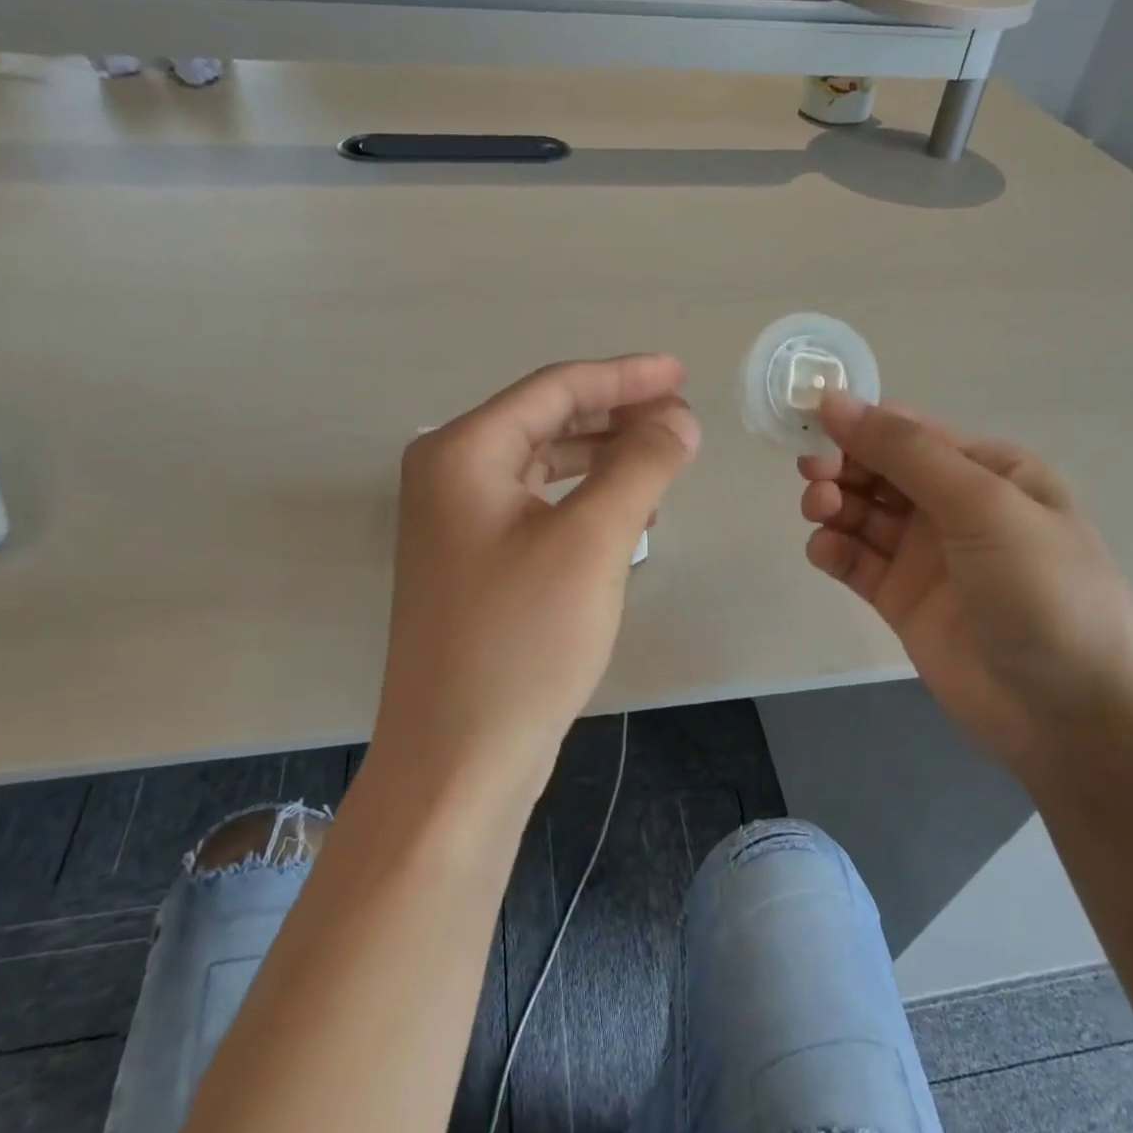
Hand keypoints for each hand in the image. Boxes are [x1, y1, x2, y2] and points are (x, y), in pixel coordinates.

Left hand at [375, 356, 698, 807]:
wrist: (460, 758)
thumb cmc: (523, 640)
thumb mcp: (593, 540)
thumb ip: (640, 465)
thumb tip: (678, 418)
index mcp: (462, 452)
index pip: (555, 389)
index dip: (625, 377)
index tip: (682, 374)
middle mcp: (449, 476)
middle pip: (546, 421)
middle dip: (616, 414)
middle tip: (681, 418)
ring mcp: (456, 524)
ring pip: (543, 465)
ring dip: (603, 456)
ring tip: (663, 460)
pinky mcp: (474, 564)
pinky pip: (538, 506)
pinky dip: (583, 499)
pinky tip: (626, 512)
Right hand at [798, 394, 1132, 779]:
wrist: (1073, 717)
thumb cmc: (1043, 594)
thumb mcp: (983, 506)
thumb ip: (906, 453)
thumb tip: (836, 400)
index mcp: (988, 470)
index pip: (909, 431)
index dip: (859, 424)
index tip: (812, 426)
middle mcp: (955, 506)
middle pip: (879, 470)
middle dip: (842, 466)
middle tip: (815, 479)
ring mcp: (927, 556)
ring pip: (862, 514)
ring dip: (833, 505)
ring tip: (820, 514)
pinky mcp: (903, 600)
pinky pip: (856, 561)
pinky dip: (833, 550)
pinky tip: (825, 551)